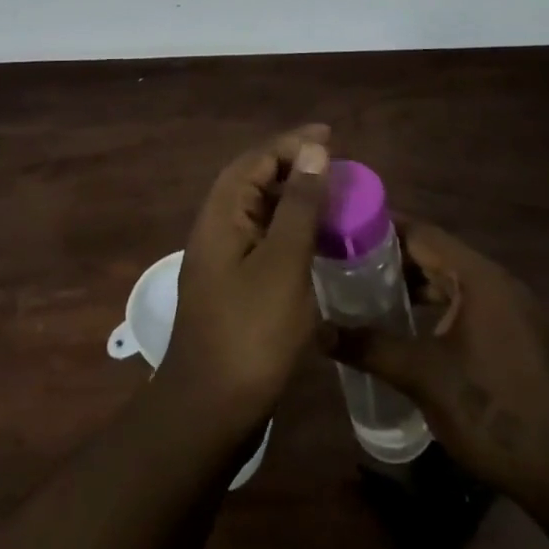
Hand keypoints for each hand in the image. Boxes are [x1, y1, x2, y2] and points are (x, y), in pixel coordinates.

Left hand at [158, 125, 329, 434]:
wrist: (210, 411)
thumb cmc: (250, 332)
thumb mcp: (282, 263)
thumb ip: (299, 205)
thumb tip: (313, 151)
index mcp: (221, 214)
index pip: (256, 160)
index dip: (292, 144)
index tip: (332, 137)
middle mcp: (217, 228)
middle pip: (255, 181)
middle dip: (295, 167)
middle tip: (338, 167)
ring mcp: (224, 259)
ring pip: (261, 212)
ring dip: (295, 199)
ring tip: (335, 198)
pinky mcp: (235, 286)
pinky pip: (265, 241)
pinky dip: (292, 231)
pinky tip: (319, 243)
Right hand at [322, 220, 548, 512]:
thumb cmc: (493, 410)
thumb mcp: (423, 376)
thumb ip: (370, 347)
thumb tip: (318, 331)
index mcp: (479, 277)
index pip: (421, 232)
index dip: (381, 229)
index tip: (344, 232)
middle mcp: (500, 283)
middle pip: (438, 255)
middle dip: (394, 260)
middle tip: (348, 266)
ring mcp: (516, 312)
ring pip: (455, 283)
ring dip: (417, 287)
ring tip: (372, 297)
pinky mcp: (522, 340)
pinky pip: (471, 306)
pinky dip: (440, 309)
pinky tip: (414, 331)